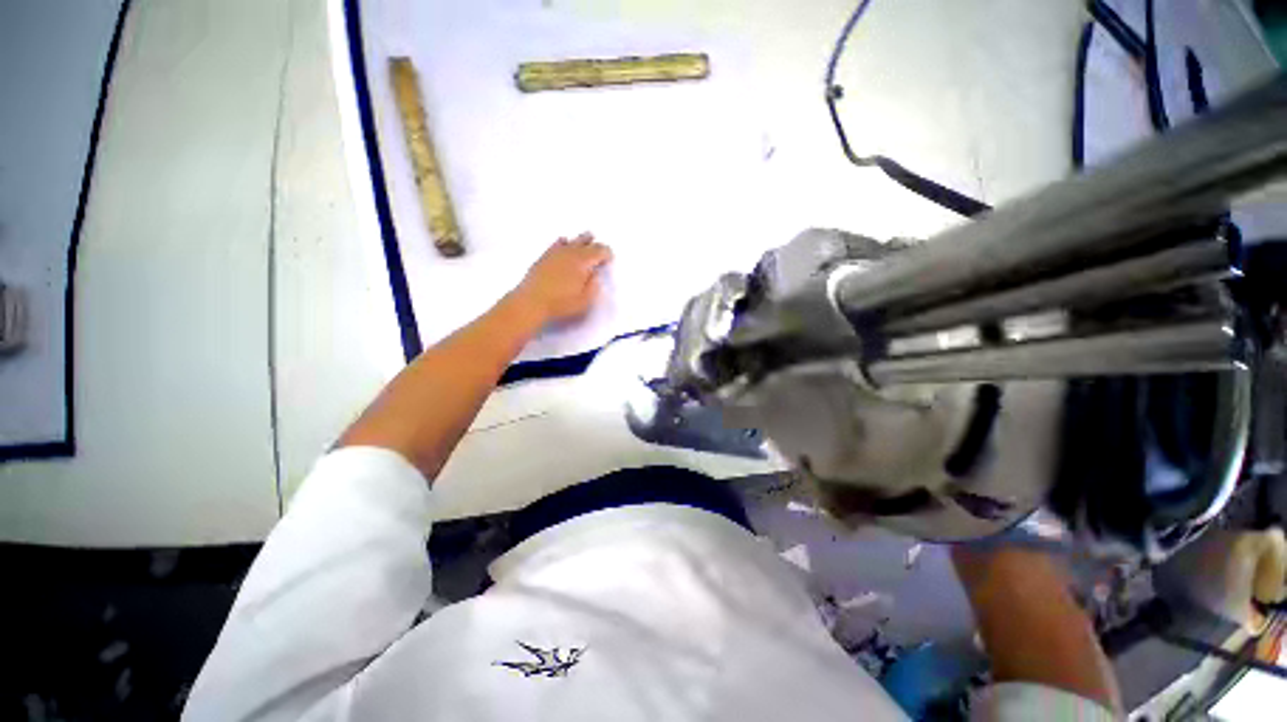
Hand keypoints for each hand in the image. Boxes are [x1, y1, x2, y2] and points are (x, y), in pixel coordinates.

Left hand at [512, 233, 612, 325]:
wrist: (531, 302)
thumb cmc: (561, 304)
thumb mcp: (585, 300)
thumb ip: (593, 286)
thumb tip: (595, 275)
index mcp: (583, 262)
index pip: (599, 251)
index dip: (606, 253)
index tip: (609, 258)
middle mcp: (570, 253)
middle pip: (585, 243)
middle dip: (594, 244)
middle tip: (599, 247)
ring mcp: (555, 253)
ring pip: (571, 241)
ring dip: (580, 240)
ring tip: (586, 238)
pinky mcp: (544, 258)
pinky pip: (556, 244)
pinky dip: (563, 242)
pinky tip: (563, 241)